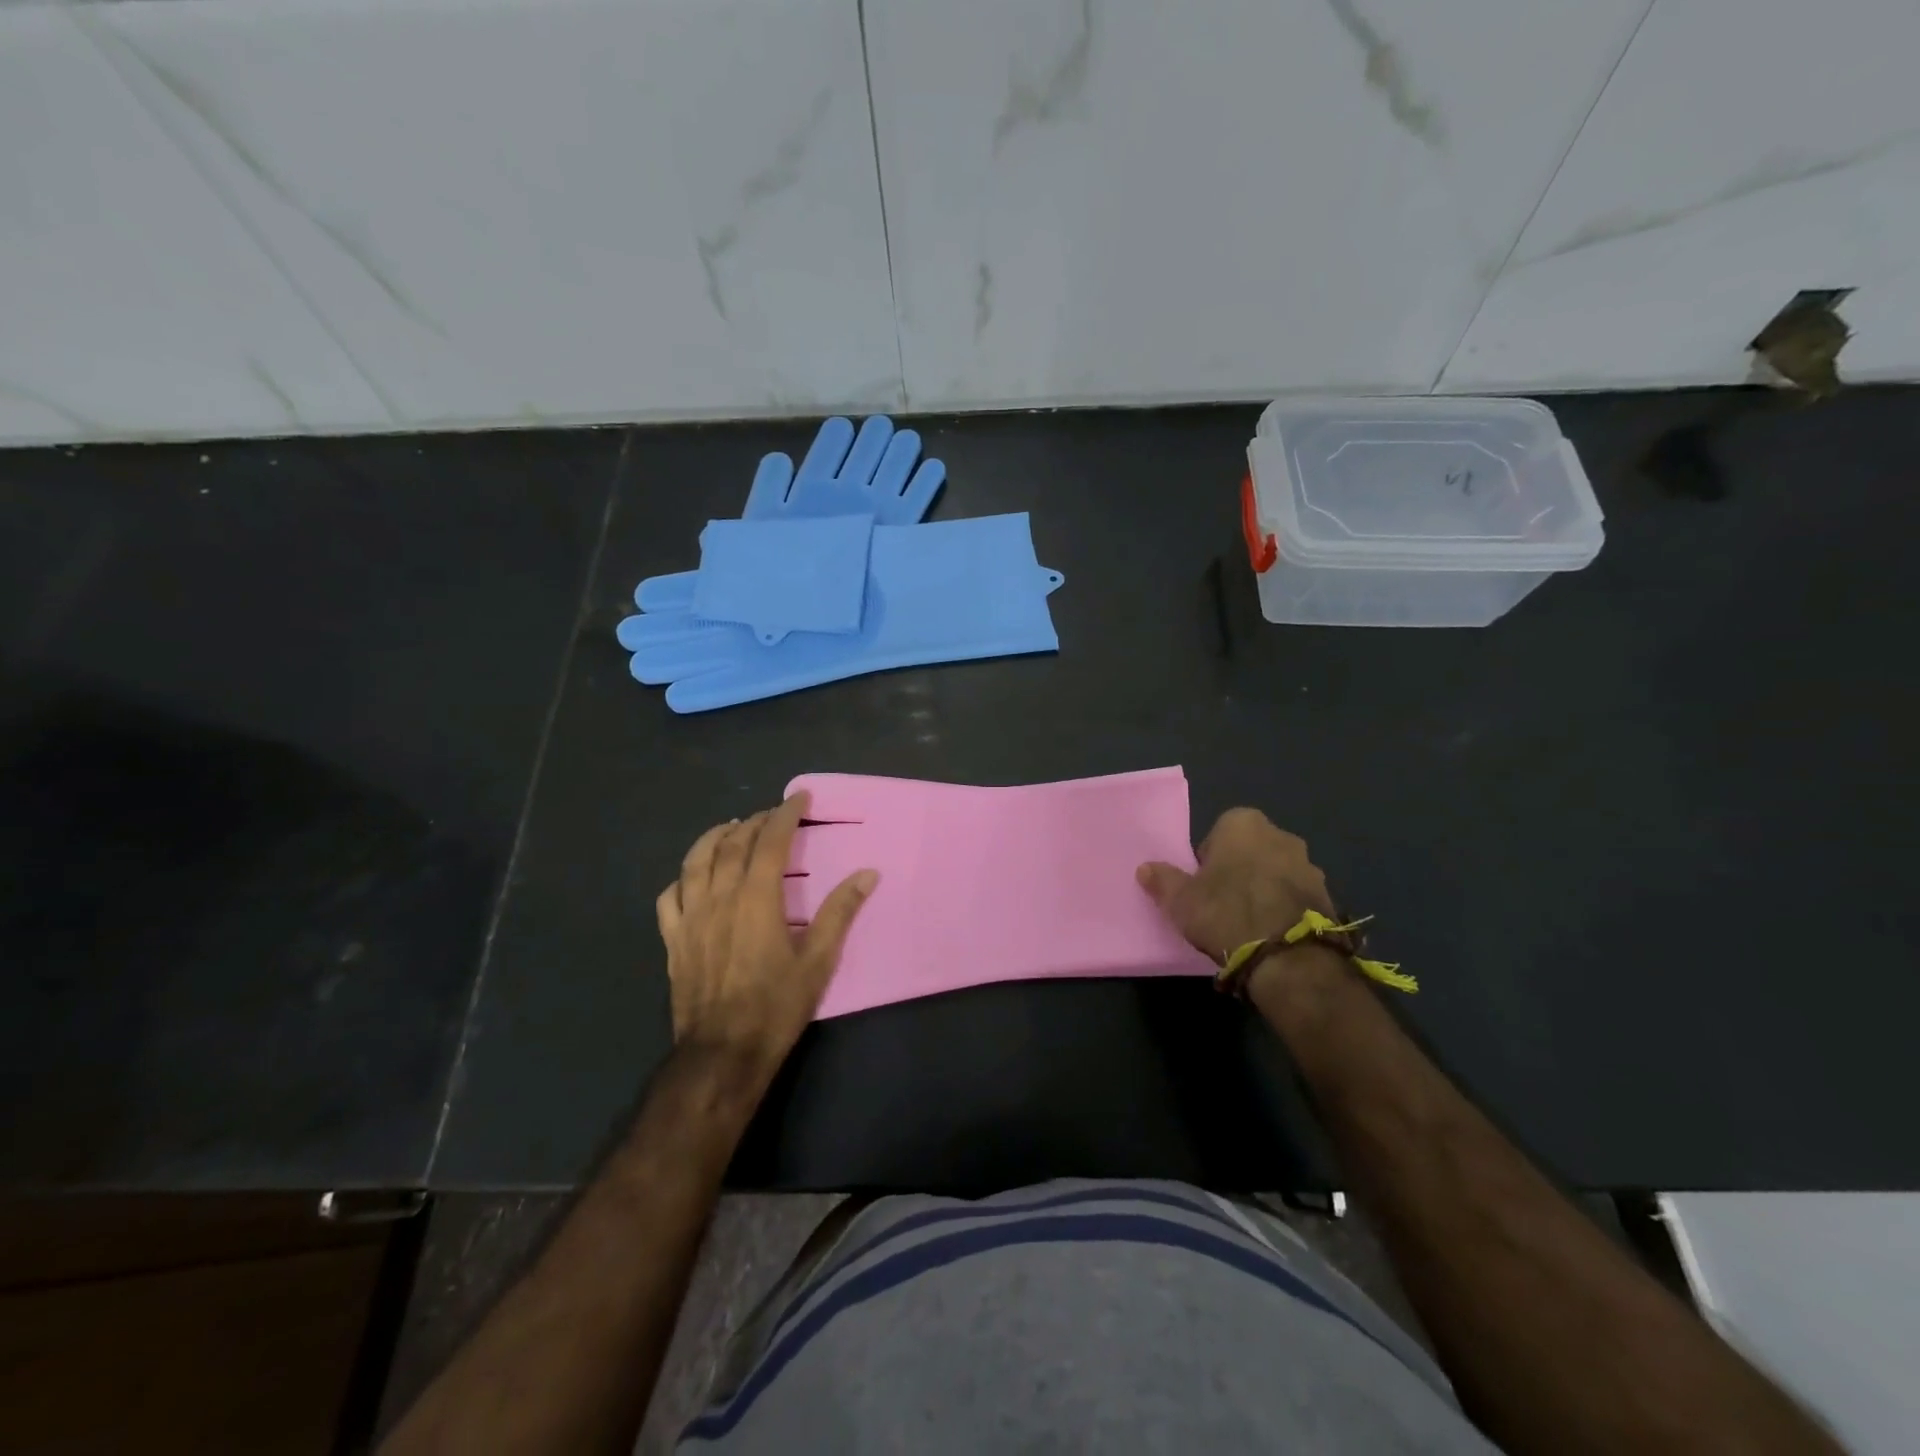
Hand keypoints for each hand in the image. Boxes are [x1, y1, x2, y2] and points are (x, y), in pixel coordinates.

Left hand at [657, 792, 876, 1078]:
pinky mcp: (673, 940)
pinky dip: (682, 878)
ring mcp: (691, 918)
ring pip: (695, 862)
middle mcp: (720, 898)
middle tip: (771, 814)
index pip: (771, 841)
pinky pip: (670, 897)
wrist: (722, 1053)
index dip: (785, 815)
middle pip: (732, 845)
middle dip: (754, 822)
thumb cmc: (776, 1006)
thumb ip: (840, 912)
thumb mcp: (819, 961)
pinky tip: (692, 878)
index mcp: (757, 899)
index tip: (798, 797)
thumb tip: (867, 873)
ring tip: (729, 828)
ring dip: (713, 838)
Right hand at [1136, 808, 1336, 959]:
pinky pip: (1297, 897)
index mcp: (1243, 824)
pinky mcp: (1329, 897)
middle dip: (1239, 870)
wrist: (1288, 956)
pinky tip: (1272, 935)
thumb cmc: (1226, 912)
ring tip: (1249, 924)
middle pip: (1251, 850)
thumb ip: (1162, 880)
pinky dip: (1286, 910)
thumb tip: (1145, 869)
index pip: (1219, 832)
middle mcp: (1281, 835)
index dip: (1208, 859)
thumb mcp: (1180, 900)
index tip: (1202, 884)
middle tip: (1223, 903)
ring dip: (1265, 890)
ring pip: (1277, 873)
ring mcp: (1310, 865)